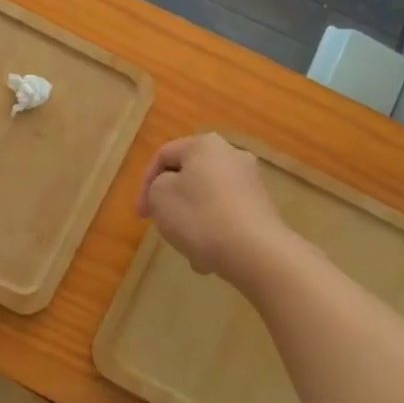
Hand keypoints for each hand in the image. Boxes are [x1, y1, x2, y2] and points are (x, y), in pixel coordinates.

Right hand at [138, 134, 292, 283]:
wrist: (255, 251)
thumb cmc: (199, 216)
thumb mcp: (160, 196)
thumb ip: (156, 186)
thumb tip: (172, 189)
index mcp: (205, 145)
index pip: (163, 156)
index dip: (144, 184)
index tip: (141, 215)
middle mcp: (231, 155)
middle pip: (188, 176)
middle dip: (172, 202)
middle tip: (161, 224)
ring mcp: (251, 182)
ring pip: (207, 199)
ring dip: (192, 220)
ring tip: (186, 247)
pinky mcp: (262, 208)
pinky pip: (226, 216)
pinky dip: (213, 231)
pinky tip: (208, 257)